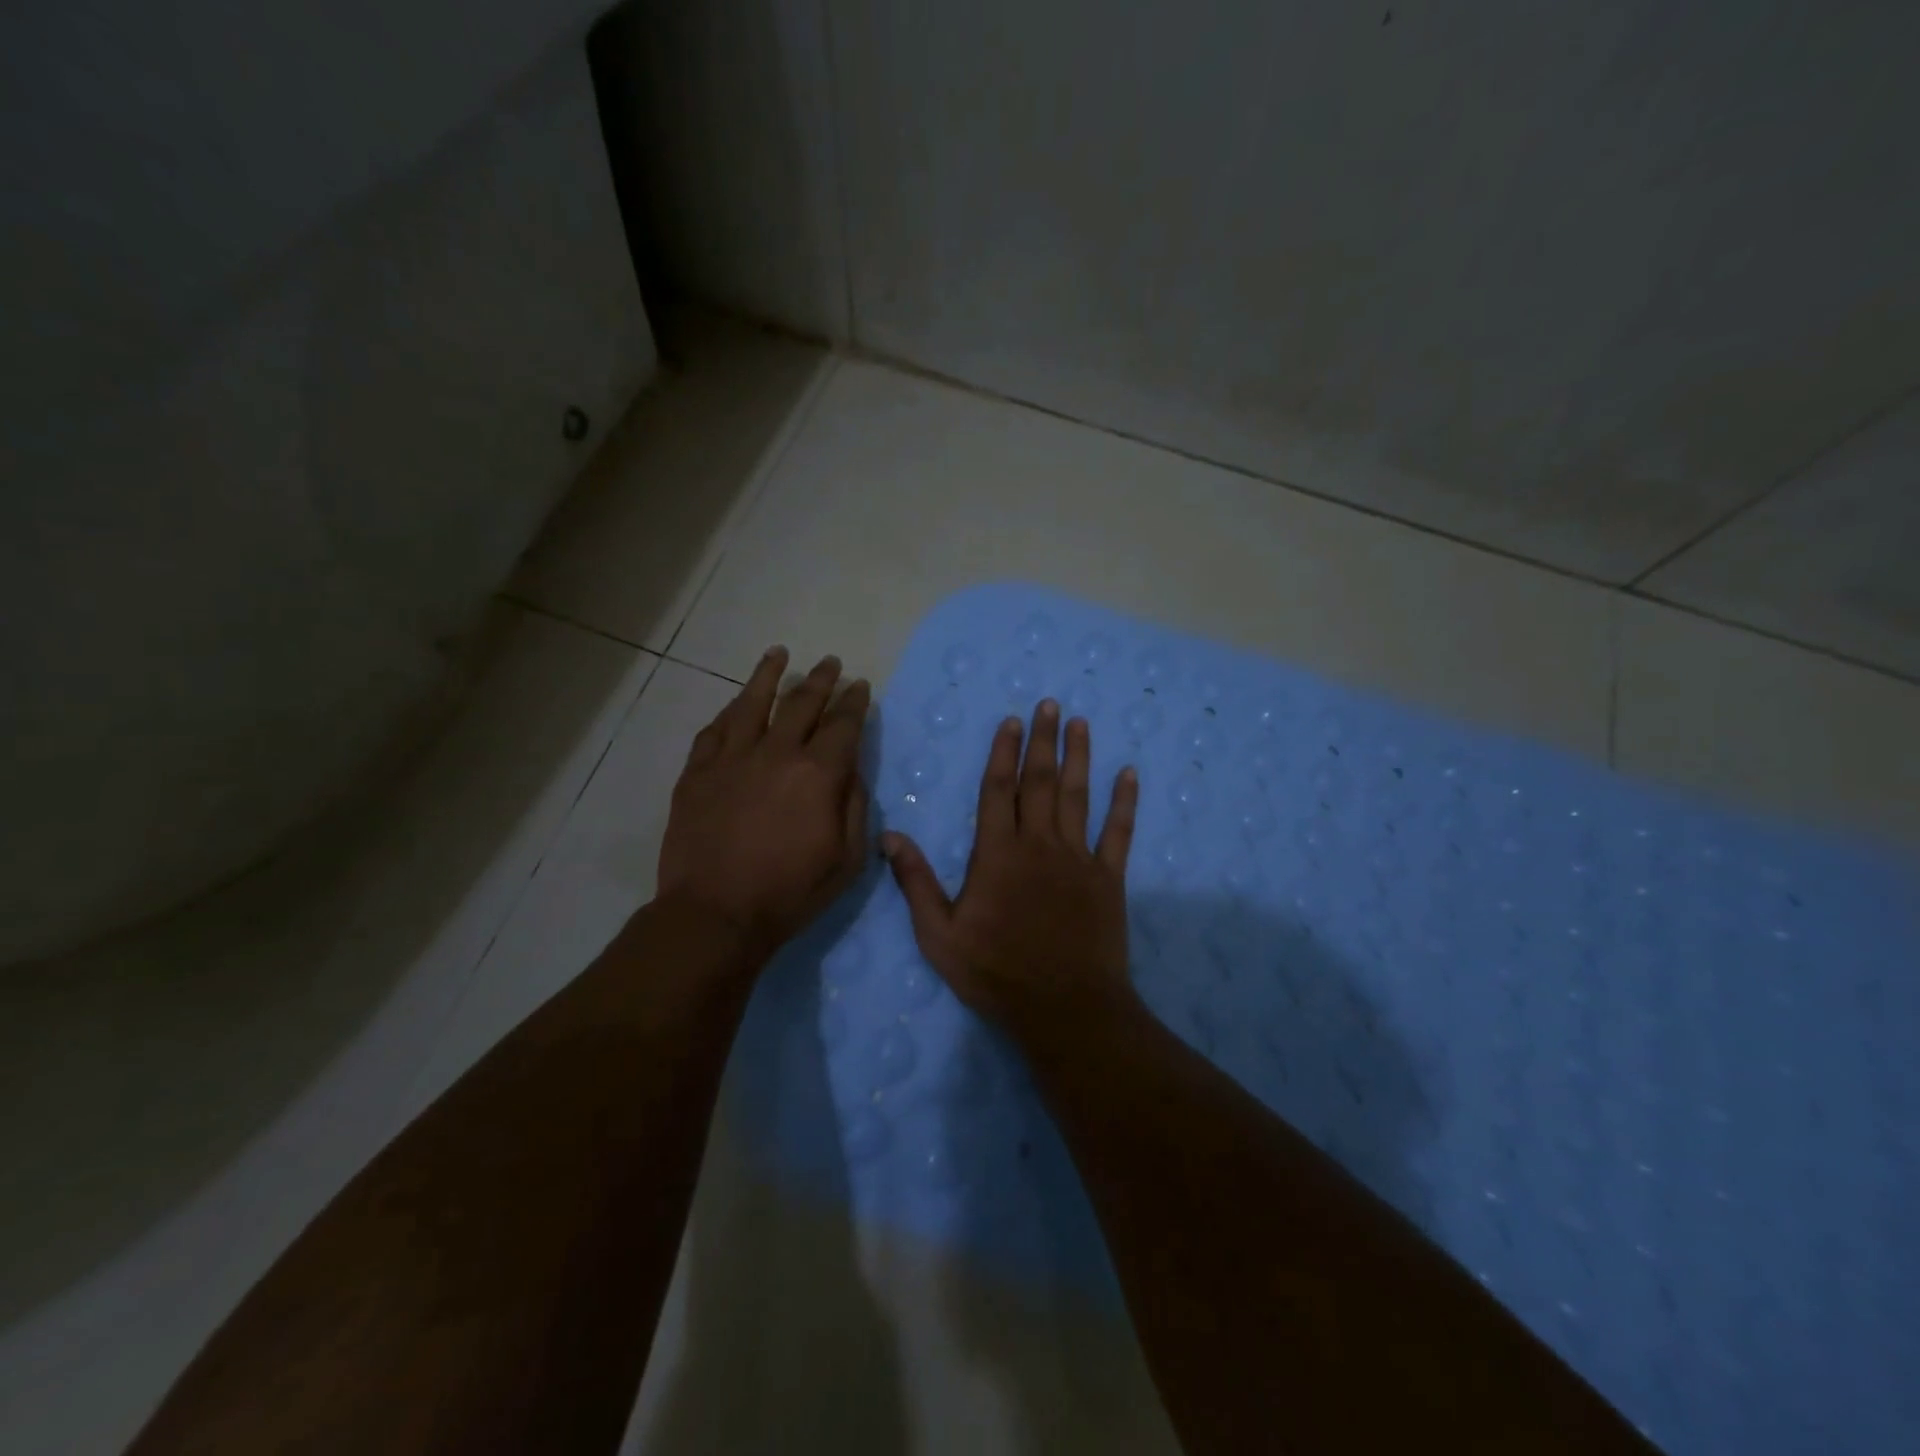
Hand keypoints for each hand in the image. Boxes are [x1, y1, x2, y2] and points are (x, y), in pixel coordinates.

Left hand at [657, 647, 870, 961]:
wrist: (715, 914)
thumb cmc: (790, 892)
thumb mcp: (847, 859)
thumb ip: (854, 806)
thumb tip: (851, 771)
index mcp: (818, 773)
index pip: (843, 724)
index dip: (855, 702)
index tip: (861, 686)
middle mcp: (776, 753)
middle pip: (802, 703)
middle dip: (821, 679)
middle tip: (831, 663)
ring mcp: (731, 759)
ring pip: (752, 703)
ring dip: (769, 675)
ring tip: (779, 654)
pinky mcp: (697, 773)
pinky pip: (714, 731)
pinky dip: (729, 712)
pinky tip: (735, 703)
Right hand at [881, 700, 1140, 1042]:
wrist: (1065, 1008)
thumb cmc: (996, 973)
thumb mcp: (939, 935)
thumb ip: (915, 883)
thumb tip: (889, 835)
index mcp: (998, 854)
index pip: (998, 790)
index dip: (1004, 752)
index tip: (1012, 721)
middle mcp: (1039, 844)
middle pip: (1040, 781)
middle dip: (1043, 741)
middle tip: (1050, 704)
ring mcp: (1078, 858)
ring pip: (1078, 796)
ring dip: (1079, 757)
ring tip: (1080, 723)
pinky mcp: (1109, 878)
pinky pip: (1119, 832)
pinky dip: (1125, 802)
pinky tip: (1130, 774)